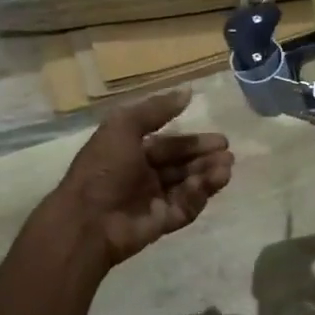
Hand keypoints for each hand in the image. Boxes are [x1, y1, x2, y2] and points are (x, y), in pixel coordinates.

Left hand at [50, 90, 234, 267]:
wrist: (87, 220)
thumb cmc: (103, 168)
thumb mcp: (123, 127)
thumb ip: (156, 109)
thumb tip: (187, 91)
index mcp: (130, 152)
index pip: (168, 145)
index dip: (192, 141)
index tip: (219, 138)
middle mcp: (142, 175)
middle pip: (181, 165)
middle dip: (204, 158)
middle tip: (227, 152)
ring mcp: (152, 201)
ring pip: (187, 185)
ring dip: (207, 174)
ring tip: (227, 166)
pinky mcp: (161, 223)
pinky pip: (185, 206)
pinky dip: (199, 194)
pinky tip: (213, 181)